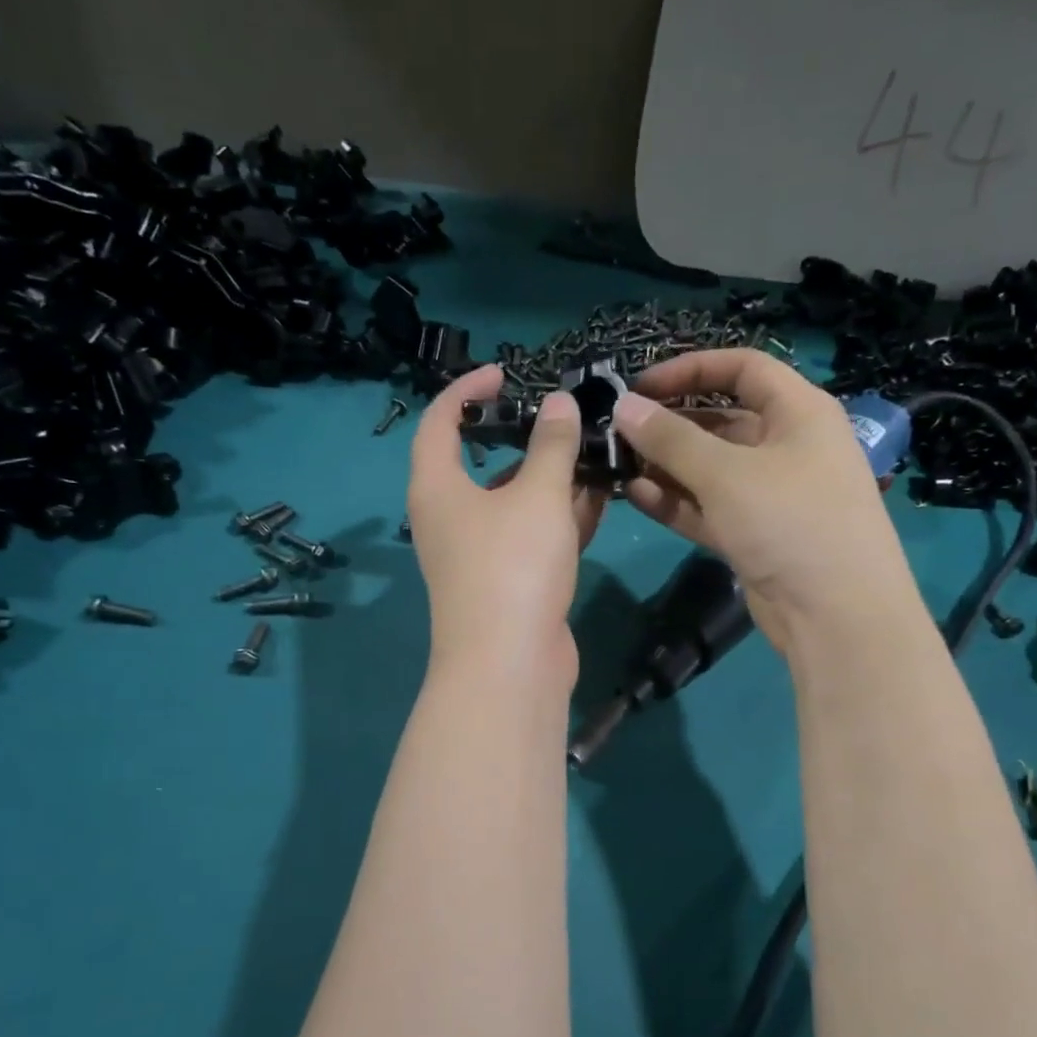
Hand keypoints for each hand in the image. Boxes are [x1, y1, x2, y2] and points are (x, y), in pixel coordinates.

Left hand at [408, 365, 604, 690]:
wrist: (511, 665)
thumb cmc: (513, 566)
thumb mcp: (537, 496)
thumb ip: (551, 446)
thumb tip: (558, 402)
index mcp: (437, 488)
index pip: (439, 422)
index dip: (466, 390)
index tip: (504, 372)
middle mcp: (450, 519)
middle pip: (482, 464)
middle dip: (524, 438)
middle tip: (563, 417)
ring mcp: (479, 554)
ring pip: (514, 503)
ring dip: (551, 480)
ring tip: (594, 451)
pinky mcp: (508, 583)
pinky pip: (533, 537)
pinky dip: (560, 518)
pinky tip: (599, 499)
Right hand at [612, 349, 909, 655]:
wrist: (836, 615)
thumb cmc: (790, 522)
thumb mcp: (726, 473)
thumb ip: (671, 438)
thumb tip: (624, 406)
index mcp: (799, 413)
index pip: (743, 368)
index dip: (691, 369)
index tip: (641, 385)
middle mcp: (787, 446)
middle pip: (721, 419)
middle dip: (670, 424)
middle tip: (620, 431)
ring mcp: (770, 494)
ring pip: (710, 468)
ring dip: (667, 465)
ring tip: (618, 463)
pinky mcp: (754, 534)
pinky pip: (709, 506)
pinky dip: (676, 500)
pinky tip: (635, 495)